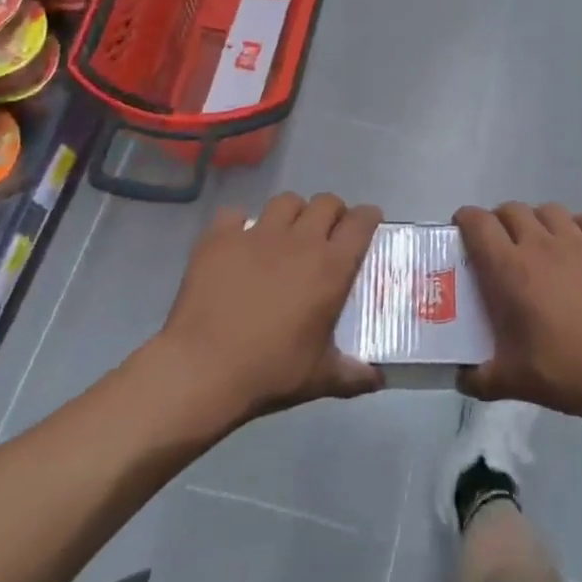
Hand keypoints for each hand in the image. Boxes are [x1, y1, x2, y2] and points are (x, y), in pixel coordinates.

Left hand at [154, 193, 383, 429]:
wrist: (202, 370)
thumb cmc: (269, 372)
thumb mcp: (319, 379)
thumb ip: (352, 375)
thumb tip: (379, 380)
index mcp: (330, 267)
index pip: (361, 222)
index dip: (368, 218)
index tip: (368, 224)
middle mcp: (300, 240)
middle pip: (326, 202)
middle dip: (332, 212)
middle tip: (325, 234)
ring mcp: (258, 234)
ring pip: (285, 201)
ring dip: (292, 214)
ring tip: (284, 234)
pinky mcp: (220, 237)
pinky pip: (235, 215)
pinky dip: (239, 225)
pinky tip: (237, 244)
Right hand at [456, 203, 581, 433]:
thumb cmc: (565, 372)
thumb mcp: (511, 382)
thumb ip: (477, 377)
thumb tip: (460, 376)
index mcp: (510, 269)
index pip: (478, 223)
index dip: (466, 219)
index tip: (463, 229)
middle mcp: (541, 244)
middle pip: (512, 210)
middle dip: (500, 220)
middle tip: (502, 243)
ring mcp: (580, 241)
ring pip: (550, 210)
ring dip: (538, 221)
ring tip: (541, 243)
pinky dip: (578, 227)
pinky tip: (580, 248)